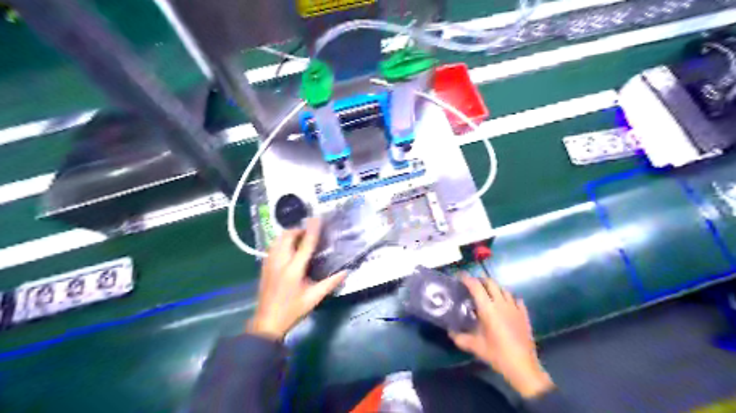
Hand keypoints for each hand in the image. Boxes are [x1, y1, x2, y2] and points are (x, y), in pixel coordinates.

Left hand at [247, 218, 347, 339]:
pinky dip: (281, 242)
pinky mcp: (264, 266)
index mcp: (294, 270)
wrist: (267, 322)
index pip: (305, 244)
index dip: (312, 230)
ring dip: (289, 235)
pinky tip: (288, 248)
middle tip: (309, 233)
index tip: (317, 218)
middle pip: (287, 237)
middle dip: (298, 230)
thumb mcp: (314, 298)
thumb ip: (330, 283)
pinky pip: (272, 247)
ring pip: (277, 240)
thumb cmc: (293, 311)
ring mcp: (269, 263)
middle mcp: (280, 262)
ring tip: (300, 238)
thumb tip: (346, 271)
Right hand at [449, 275, 551, 398]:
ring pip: (503, 289)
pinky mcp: (524, 314)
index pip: (476, 286)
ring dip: (494, 288)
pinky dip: (508, 298)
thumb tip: (450, 331)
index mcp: (488, 308)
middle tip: (472, 285)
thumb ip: (459, 337)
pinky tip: (506, 304)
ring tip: (487, 294)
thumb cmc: (497, 354)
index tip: (459, 277)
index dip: (467, 279)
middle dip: (480, 280)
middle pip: (490, 282)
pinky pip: (516, 299)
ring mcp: (514, 307)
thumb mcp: (475, 346)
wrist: (523, 366)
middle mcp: (501, 303)